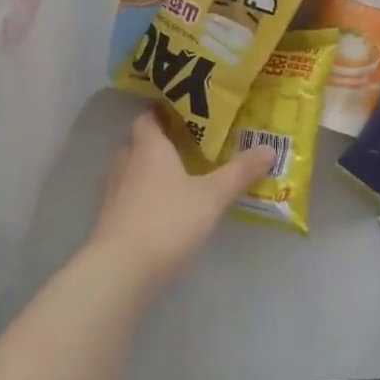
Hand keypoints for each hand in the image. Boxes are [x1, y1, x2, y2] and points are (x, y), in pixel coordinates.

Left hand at [87, 108, 275, 292]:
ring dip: (147, 168)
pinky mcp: (110, 219)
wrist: (122, 268)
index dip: (162, 111)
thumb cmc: (169, 220)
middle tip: (185, 142)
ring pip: (129, 169)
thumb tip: (270, 148)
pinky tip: (161, 207)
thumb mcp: (213, 195)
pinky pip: (126, 195)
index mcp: (149, 147)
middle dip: (157, 139)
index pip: (148, 117)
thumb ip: (240, 172)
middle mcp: (126, 163)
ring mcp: (113, 192)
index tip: (184, 111)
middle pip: (137, 141)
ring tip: (176, 174)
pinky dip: (141, 194)